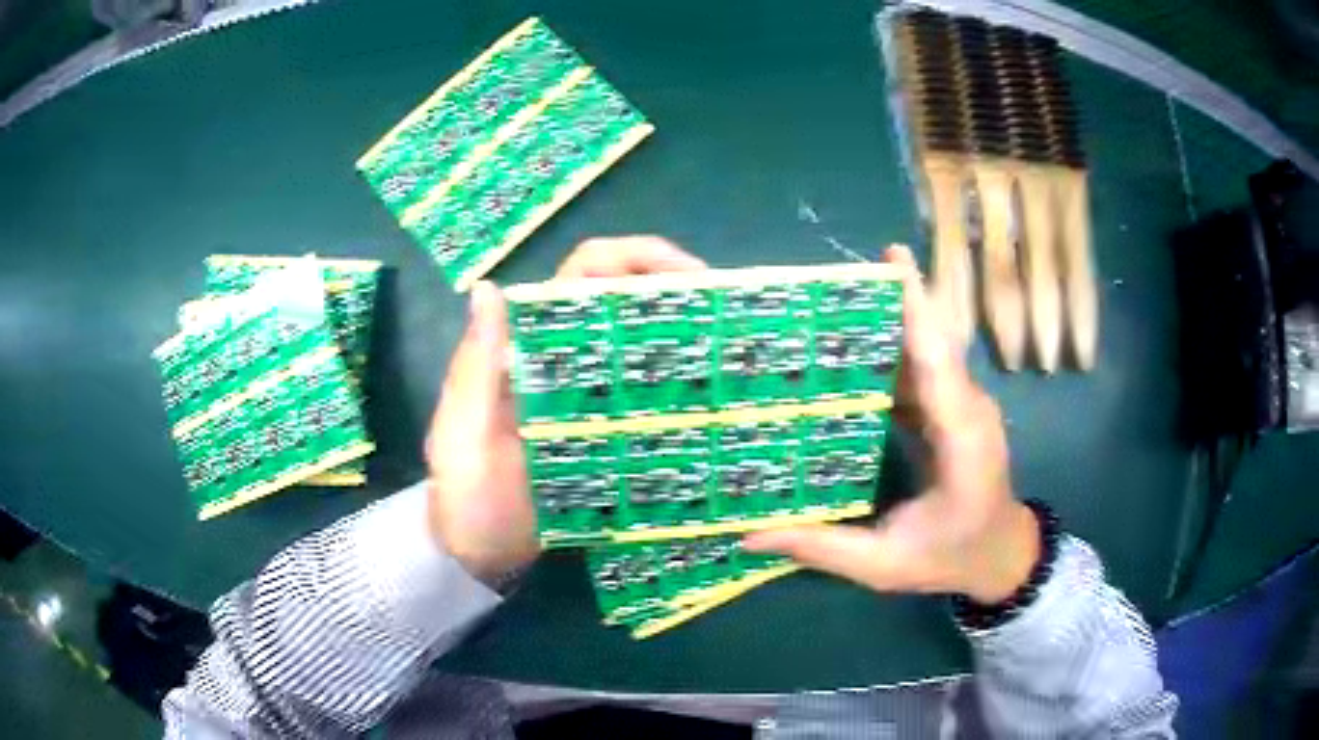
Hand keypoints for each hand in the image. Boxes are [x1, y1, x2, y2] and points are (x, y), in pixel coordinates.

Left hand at [425, 236, 705, 583]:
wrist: (480, 557)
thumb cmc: (468, 500)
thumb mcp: (464, 437)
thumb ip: (475, 371)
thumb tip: (490, 288)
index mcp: (525, 349)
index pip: (579, 278)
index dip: (632, 259)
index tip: (689, 274)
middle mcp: (558, 361)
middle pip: (619, 302)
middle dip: (672, 292)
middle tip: (724, 313)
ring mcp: (584, 398)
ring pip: (635, 346)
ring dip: (678, 336)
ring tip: (726, 351)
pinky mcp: (602, 433)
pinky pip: (641, 397)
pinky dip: (671, 387)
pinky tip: (705, 401)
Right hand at [744, 245, 1038, 604]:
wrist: (1000, 555)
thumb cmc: (951, 558)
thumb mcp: (885, 566)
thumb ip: (824, 548)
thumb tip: (751, 534)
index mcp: (960, 437)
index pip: (938, 358)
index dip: (916, 304)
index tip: (891, 257)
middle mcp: (966, 406)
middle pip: (930, 338)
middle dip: (888, 301)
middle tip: (828, 284)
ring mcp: (963, 404)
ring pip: (926, 349)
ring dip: (884, 326)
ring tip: (827, 312)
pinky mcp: (953, 407)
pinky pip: (923, 369)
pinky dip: (890, 355)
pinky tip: (850, 355)